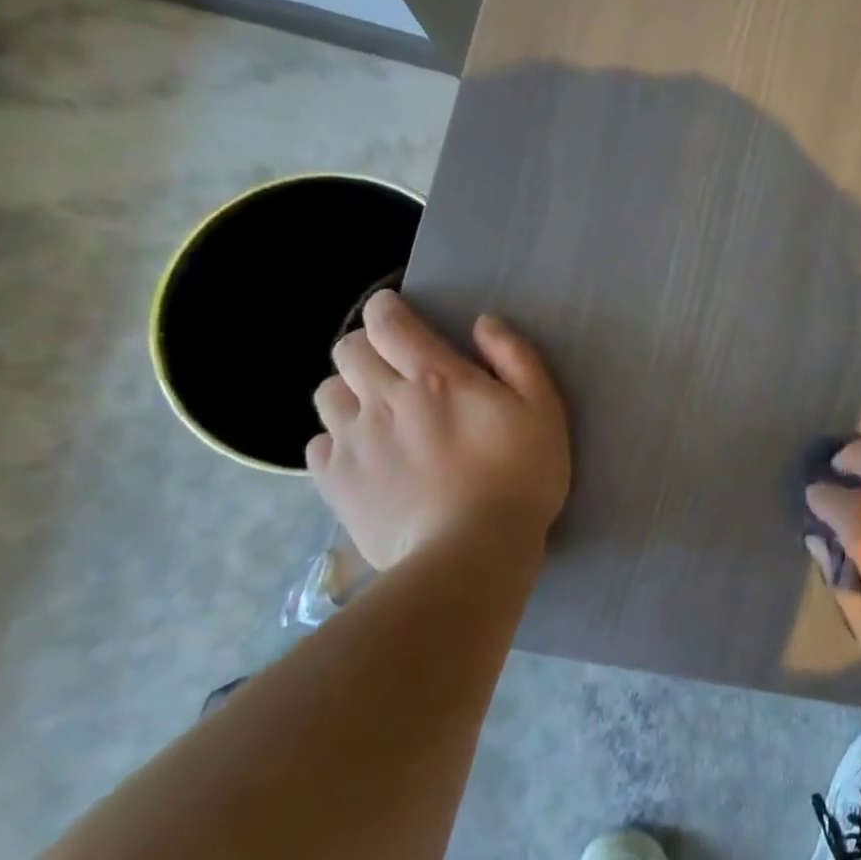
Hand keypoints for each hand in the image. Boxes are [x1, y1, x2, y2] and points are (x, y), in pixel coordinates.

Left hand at [308, 291, 569, 570]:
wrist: (472, 551)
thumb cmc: (520, 475)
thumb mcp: (543, 409)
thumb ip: (515, 358)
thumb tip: (483, 324)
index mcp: (433, 376)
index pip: (387, 321)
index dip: (387, 309)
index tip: (397, 313)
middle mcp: (381, 399)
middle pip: (347, 350)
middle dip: (369, 347)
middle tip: (396, 366)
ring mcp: (352, 441)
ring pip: (326, 393)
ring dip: (349, 391)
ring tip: (377, 411)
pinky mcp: (334, 482)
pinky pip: (317, 443)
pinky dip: (337, 439)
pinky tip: (366, 454)